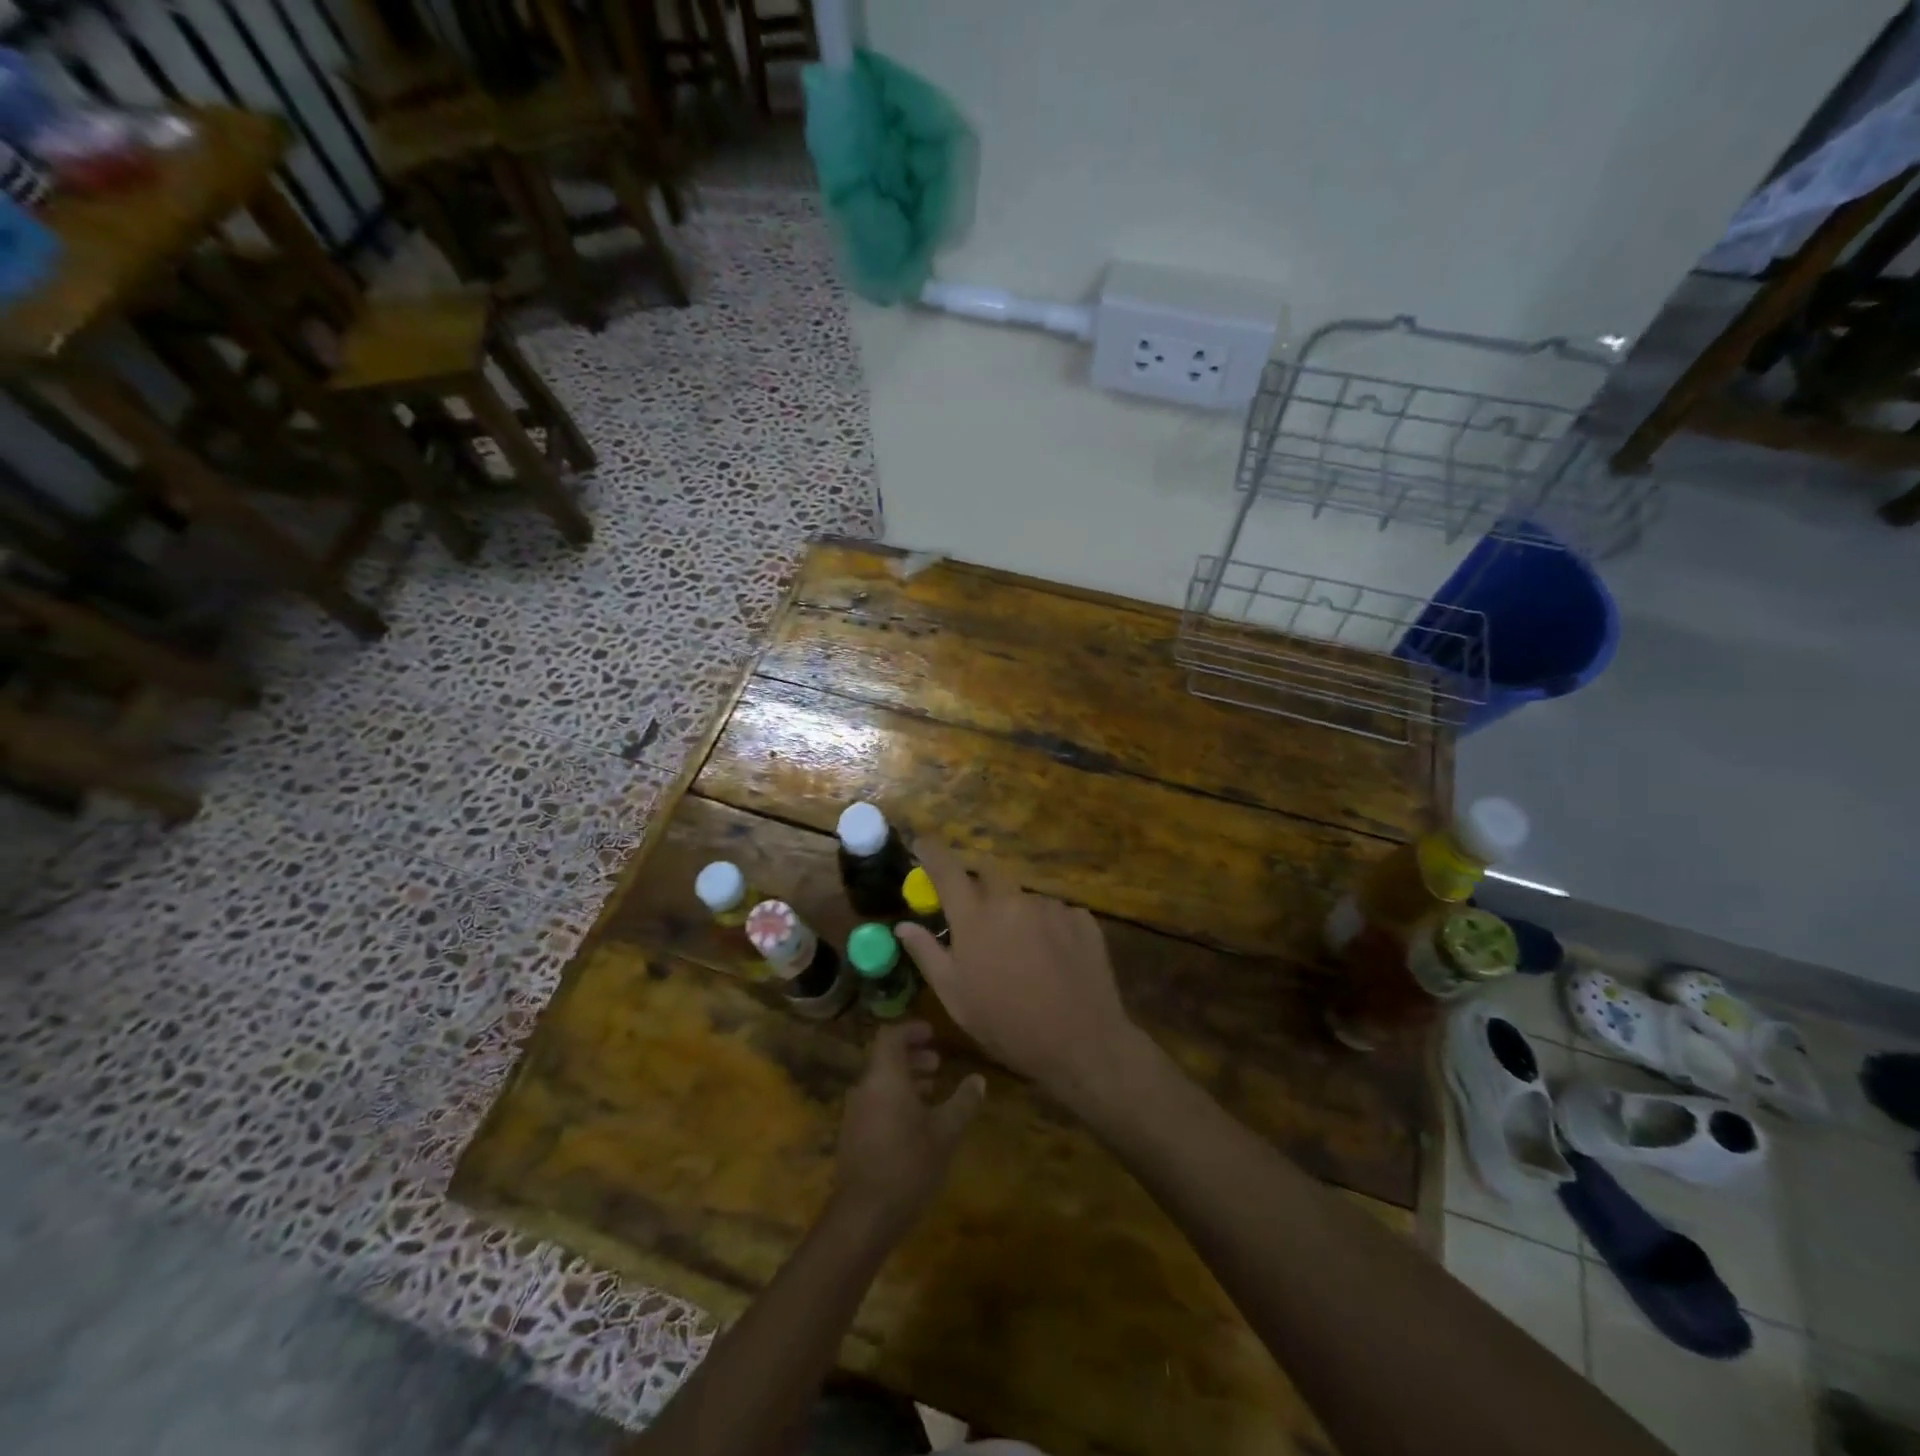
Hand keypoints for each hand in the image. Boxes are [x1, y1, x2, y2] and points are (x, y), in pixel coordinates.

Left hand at [832, 1022, 983, 1234]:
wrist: (863, 1217)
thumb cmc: (908, 1165)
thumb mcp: (945, 1133)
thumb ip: (963, 1103)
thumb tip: (978, 1079)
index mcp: (884, 1077)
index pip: (891, 1036)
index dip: (911, 1030)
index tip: (933, 1034)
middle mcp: (865, 1088)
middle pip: (885, 1059)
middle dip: (912, 1057)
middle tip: (938, 1064)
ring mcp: (854, 1114)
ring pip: (880, 1083)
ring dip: (905, 1081)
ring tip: (932, 1092)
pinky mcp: (852, 1137)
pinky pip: (874, 1104)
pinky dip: (895, 1100)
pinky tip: (916, 1124)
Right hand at [896, 845, 1145, 1108]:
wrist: (1082, 1044)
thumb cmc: (1007, 1025)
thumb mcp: (955, 997)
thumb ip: (927, 953)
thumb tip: (904, 925)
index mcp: (975, 917)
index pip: (947, 869)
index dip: (931, 852)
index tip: (922, 844)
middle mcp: (1012, 900)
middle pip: (988, 872)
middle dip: (976, 882)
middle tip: (975, 911)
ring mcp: (1051, 906)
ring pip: (1023, 895)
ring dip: (1014, 910)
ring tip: (1019, 949)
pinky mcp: (1081, 918)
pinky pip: (1054, 911)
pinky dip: (1045, 925)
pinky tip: (1051, 956)